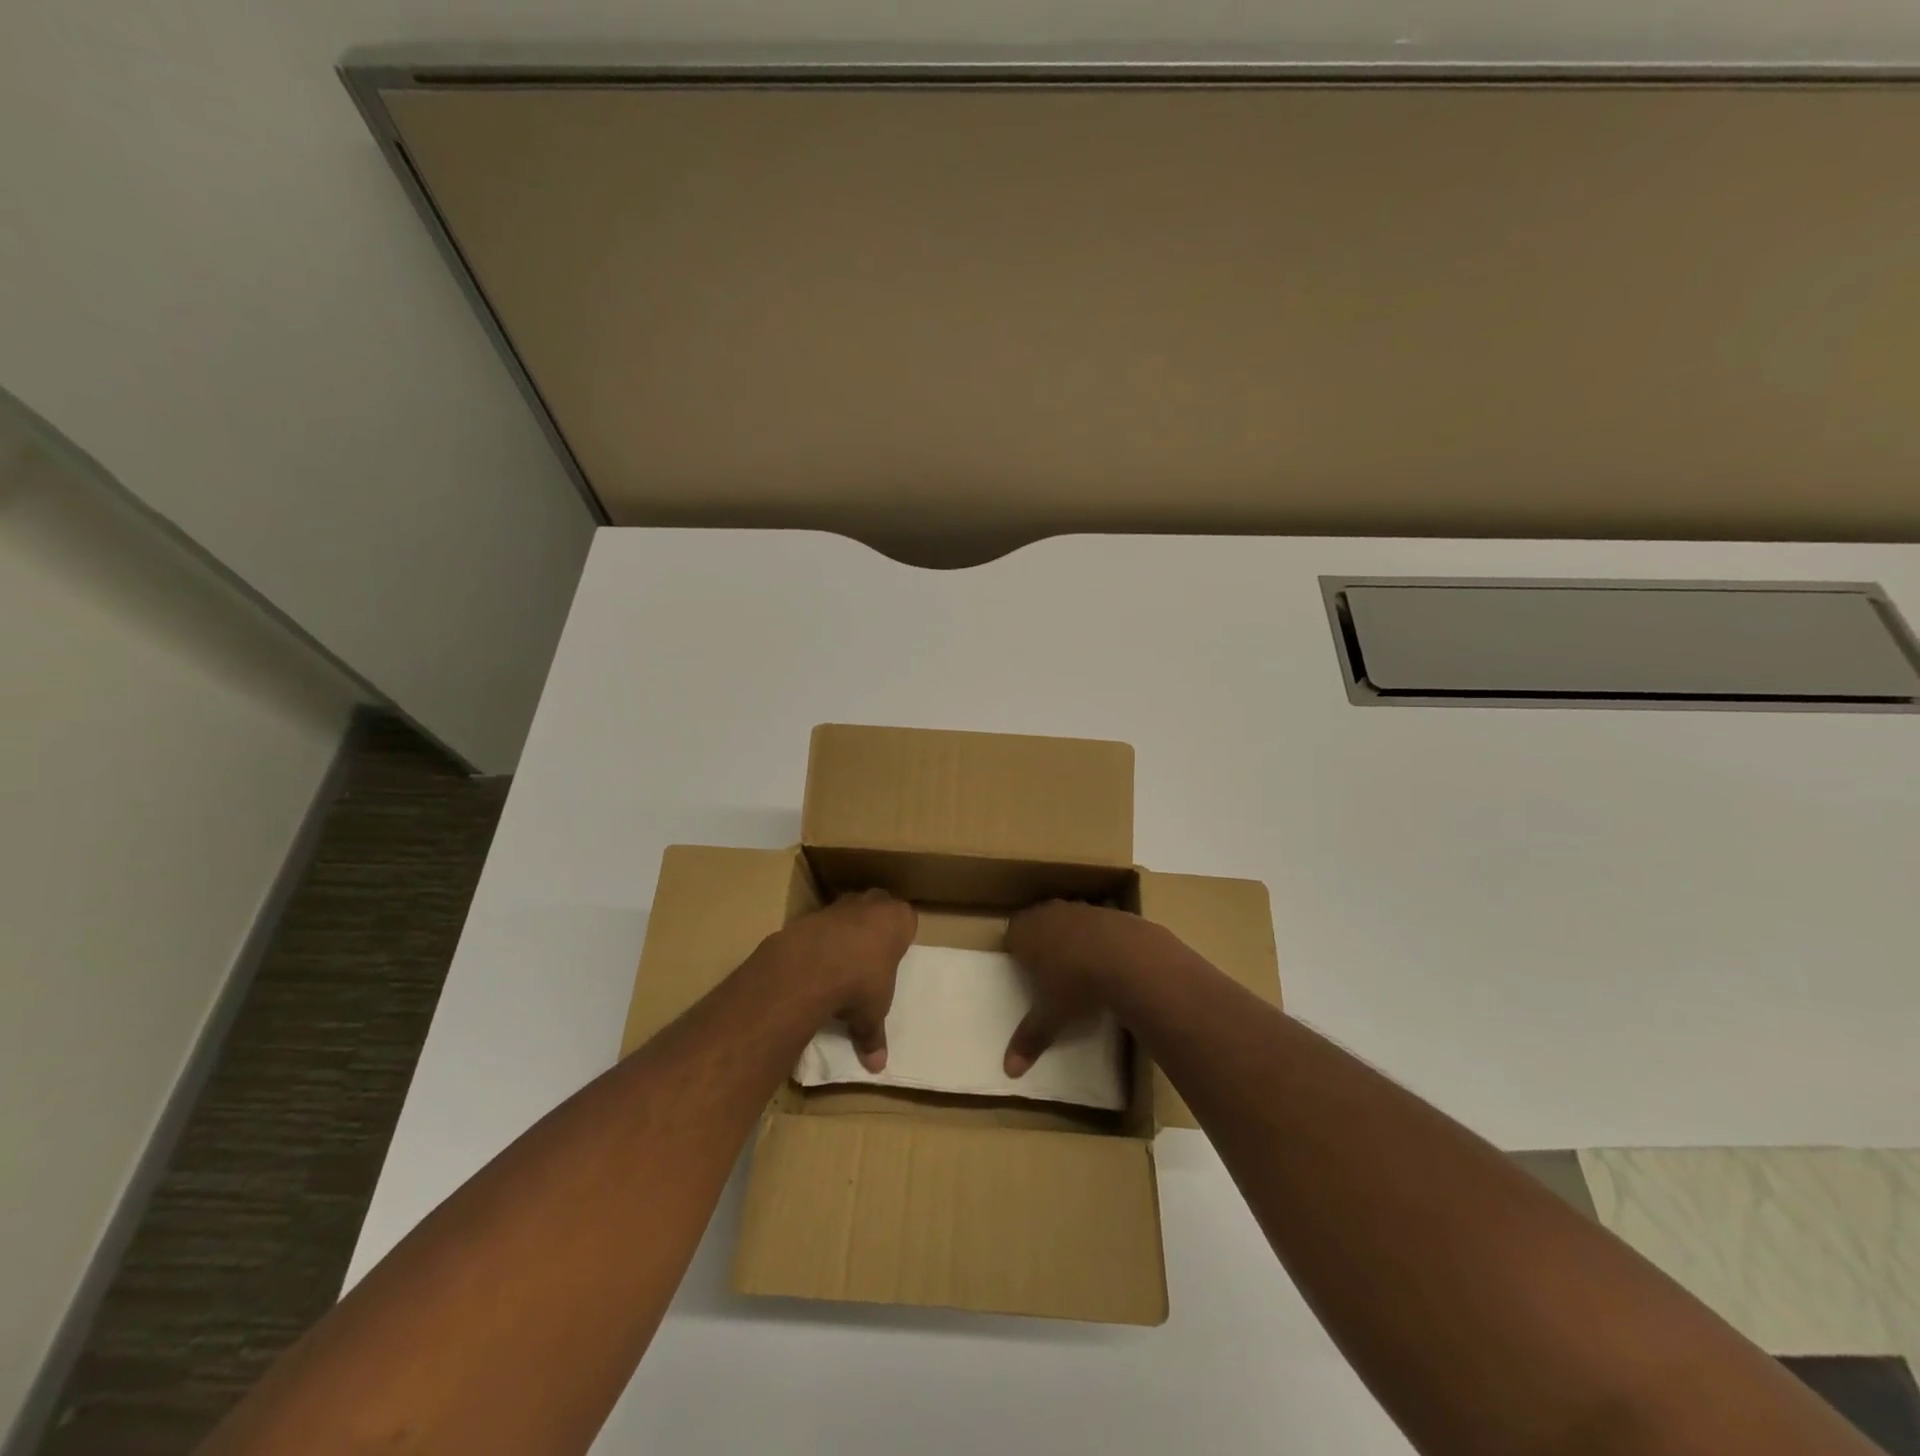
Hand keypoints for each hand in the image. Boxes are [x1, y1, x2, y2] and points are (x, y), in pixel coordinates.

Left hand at [772, 889, 915, 1072]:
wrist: (811, 965)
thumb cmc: (861, 982)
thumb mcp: (873, 1013)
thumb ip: (874, 1035)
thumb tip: (877, 1067)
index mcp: (898, 919)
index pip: (907, 921)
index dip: (899, 939)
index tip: (892, 957)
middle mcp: (872, 904)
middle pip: (878, 908)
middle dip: (873, 927)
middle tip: (869, 957)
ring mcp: (841, 904)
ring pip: (849, 912)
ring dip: (845, 932)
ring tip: (839, 963)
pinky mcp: (812, 913)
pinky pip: (821, 925)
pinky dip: (819, 940)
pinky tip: (815, 964)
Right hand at [1003, 900, 1173, 1077]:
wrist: (1127, 958)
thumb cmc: (1075, 984)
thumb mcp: (1050, 1016)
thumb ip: (1029, 1039)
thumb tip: (1008, 1071)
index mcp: (1025, 931)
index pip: (1011, 934)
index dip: (1017, 950)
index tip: (1024, 970)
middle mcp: (1049, 913)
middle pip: (1038, 922)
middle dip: (1042, 942)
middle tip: (1049, 970)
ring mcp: (1081, 909)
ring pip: (1068, 920)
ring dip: (1072, 938)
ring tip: (1081, 967)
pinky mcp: (1110, 912)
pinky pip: (1097, 924)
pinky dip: (1099, 939)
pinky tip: (1109, 961)